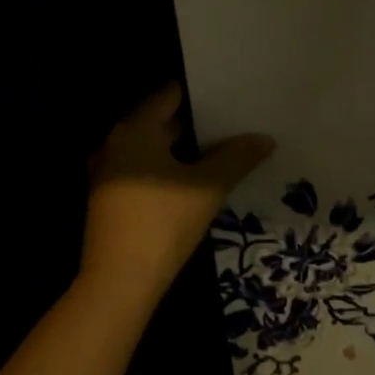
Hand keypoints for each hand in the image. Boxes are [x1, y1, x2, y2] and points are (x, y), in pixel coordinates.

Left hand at [79, 83, 274, 301]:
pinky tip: (195, 179)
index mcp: (134, 130)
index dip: (201, 92)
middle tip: (234, 120)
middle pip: (160, 121)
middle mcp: (115, 144)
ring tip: (222, 147)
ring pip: (153, 148)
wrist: (119, 283)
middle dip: (197, 122)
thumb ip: (237, 158)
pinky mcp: (111, 199)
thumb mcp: (207, 187)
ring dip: (184, 148)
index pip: (170, 95)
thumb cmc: (162, 222)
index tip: (230, 92)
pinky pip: (144, 170)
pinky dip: (168, 169)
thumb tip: (265, 139)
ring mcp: (109, 173)